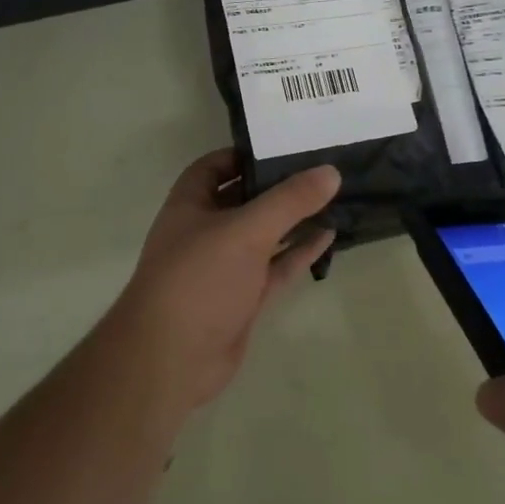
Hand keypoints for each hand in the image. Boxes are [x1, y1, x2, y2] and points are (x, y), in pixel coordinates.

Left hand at [105, 150, 338, 416]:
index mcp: (190, 204)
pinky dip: (298, 252)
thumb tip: (331, 171)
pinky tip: (328, 235)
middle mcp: (205, 230)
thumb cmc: (199, 278)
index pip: (214, 166)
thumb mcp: (246, 230)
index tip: (282, 145)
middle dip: (277, 186)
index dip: (244, 155)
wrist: (172, 358)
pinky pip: (275, 267)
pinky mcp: (243, 298)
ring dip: (293, 219)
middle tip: (319, 167)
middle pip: (244, 199)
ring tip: (332, 198)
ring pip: (263, 234)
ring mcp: (225, 267)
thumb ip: (289, 200)